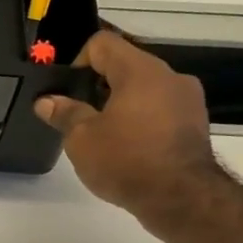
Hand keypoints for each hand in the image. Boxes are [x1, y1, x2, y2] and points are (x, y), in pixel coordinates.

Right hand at [34, 30, 219, 218]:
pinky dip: (142, 119)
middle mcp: (169, 76)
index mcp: (140, 71)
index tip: (67, 91)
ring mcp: (188, 99)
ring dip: (121, 103)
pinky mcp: (196, 123)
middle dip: (98, 86)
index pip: (103, 44)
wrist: (182, 198)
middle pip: (126, 65)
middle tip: (79, 115)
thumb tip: (46, 101)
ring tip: (104, 135)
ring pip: (145, 89)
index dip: (78, 61)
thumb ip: (64, 114)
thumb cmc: (126, 161)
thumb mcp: (82, 139)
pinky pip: (161, 109)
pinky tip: (128, 147)